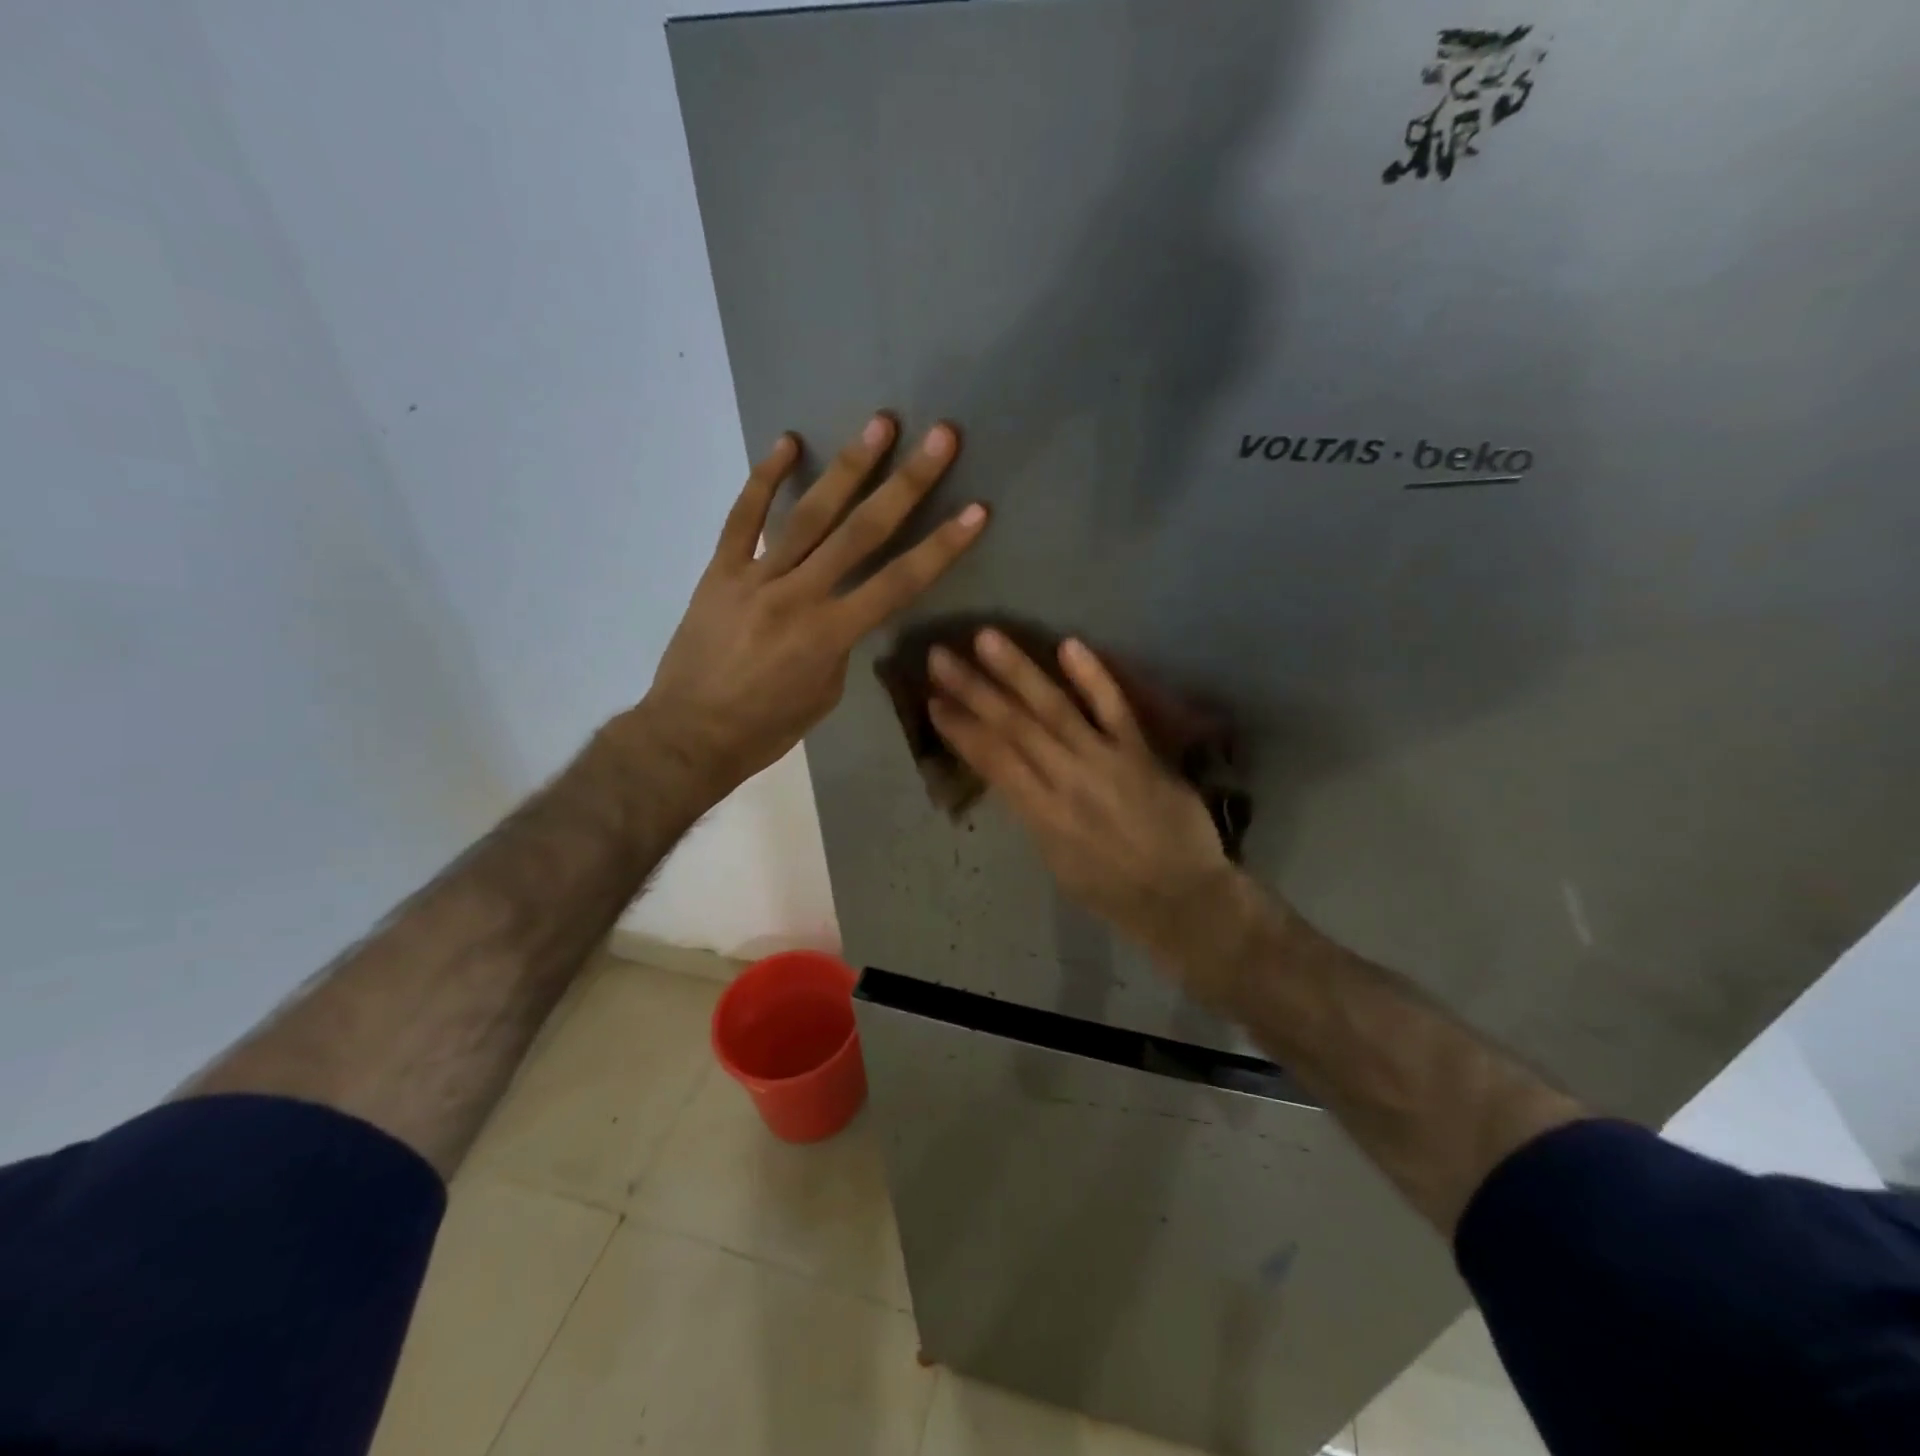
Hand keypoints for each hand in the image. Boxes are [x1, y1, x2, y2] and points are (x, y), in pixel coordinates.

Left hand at [639, 415, 986, 805]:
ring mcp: (755, 578)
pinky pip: (743, 518)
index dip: (942, 546)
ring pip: (809, 515)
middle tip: (940, 437)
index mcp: (830, 635)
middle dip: (907, 483)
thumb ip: (841, 641)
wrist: (689, 735)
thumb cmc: (767, 727)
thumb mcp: (824, 693)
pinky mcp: (720, 571)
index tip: (976, 510)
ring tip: (881, 424)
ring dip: (849, 467)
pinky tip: (788, 443)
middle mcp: (798, 596)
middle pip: (862, 532)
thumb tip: (844, 605)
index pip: (899, 583)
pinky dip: (765, 479)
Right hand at [926, 629, 1255, 1005]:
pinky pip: (1115, 709)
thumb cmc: (1111, 888)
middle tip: (940, 657)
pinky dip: (1093, 678)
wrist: (1181, 897)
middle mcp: (1066, 781)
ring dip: (1018, 672)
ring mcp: (1105, 761)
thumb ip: (1033, 811)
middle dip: (973, 690)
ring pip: (1054, 709)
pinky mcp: (1141, 752)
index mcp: (1041, 815)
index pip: (993, 761)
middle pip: (1013, 727)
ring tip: (987, 639)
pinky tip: (1068, 645)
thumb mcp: (1055, 859)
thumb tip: (1011, 773)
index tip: (934, 701)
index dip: (960, 729)